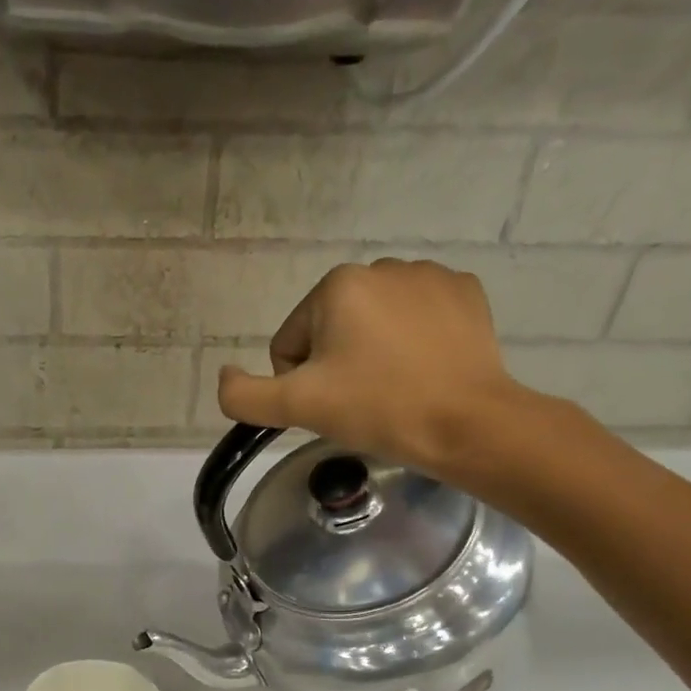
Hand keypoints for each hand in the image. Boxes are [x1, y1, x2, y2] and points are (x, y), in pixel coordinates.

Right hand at [216, 258, 536, 484]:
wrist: (466, 424)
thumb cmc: (377, 409)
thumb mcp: (297, 408)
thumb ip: (243, 396)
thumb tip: (224, 376)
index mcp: (337, 286)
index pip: (291, 342)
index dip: (300, 382)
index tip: (331, 404)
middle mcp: (382, 266)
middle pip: (331, 330)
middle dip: (336, 365)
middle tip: (362, 400)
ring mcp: (430, 276)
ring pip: (374, 324)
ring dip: (372, 353)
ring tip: (395, 387)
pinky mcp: (465, 294)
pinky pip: (417, 318)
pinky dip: (413, 342)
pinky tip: (424, 370)